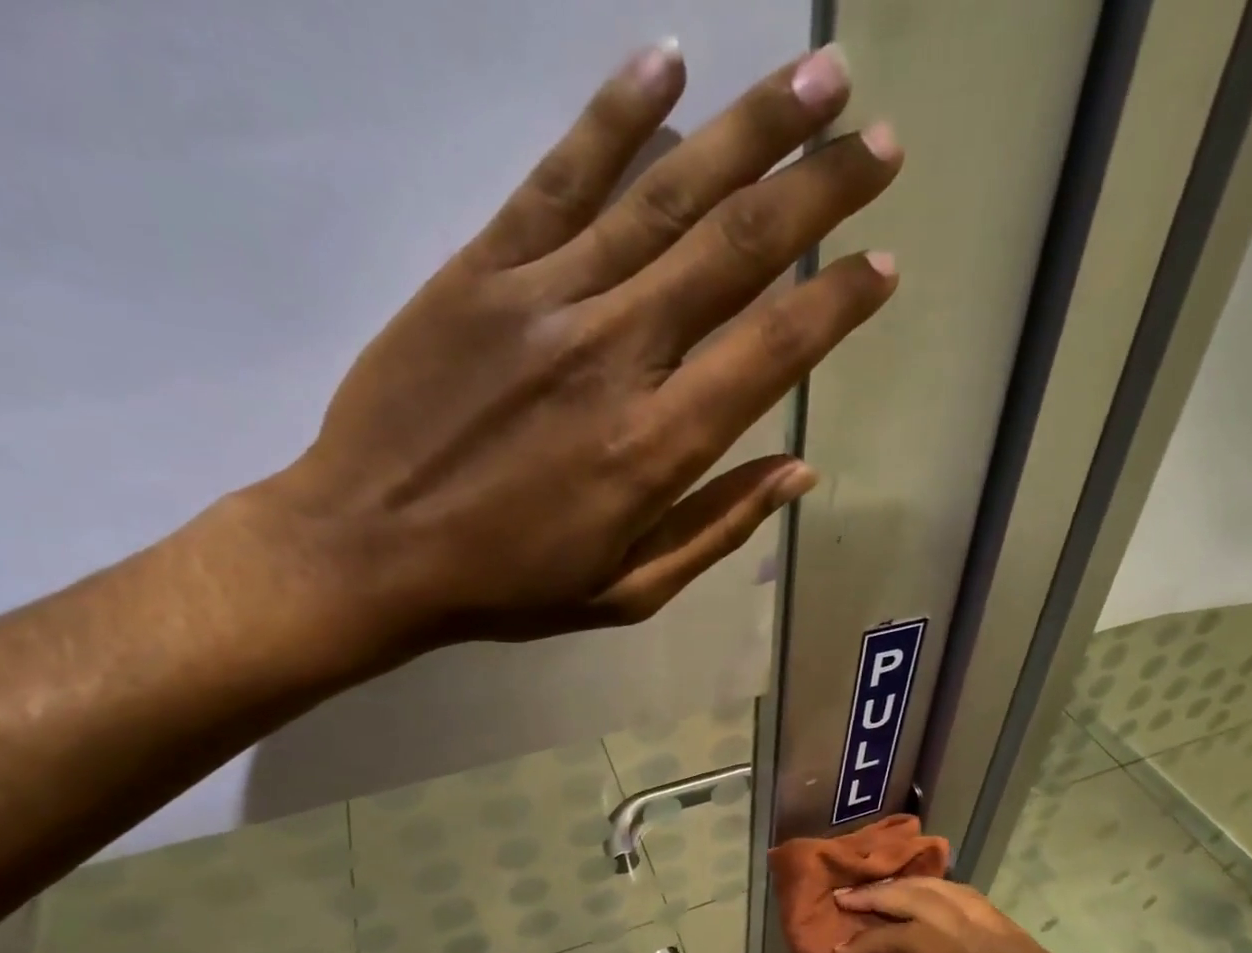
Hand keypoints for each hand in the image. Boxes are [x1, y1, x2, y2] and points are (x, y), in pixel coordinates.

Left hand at [220, 40, 900, 669]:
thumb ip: (717, 528)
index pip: (772, 352)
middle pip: (735, 251)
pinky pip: (558, 178)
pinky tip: (669, 63)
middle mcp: (616, 355)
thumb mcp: (629, 591)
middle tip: (883, 142)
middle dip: (820, 190)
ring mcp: (545, 300)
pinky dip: (615, 117)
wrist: (369, 549)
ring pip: (664, 197)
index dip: (837, 303)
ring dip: (751, 131)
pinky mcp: (481, 270)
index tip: (883, 262)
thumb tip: (799, 472)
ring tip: (821, 78)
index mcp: (656, 447)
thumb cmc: (510, 584)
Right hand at [833, 879, 1208, 952]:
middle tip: (841, 901)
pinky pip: (974, 901)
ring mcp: (1013, 943)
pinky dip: (939, 889)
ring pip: (951, 895)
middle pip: (928, 906)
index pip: (918, 945)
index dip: (874, 940)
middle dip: (880, 898)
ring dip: (907, 886)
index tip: (840, 950)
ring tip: (872, 891)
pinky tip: (925, 897)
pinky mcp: (1025, 943)